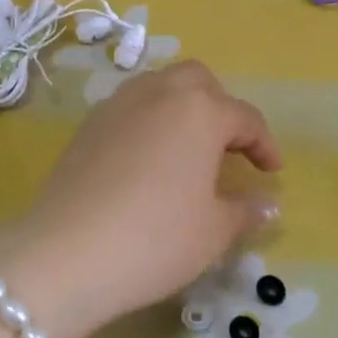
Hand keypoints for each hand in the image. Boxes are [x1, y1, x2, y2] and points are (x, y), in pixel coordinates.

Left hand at [0, 61, 282, 337]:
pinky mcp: (87, 126)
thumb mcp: (213, 231)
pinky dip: (148, 122)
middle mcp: (159, 93)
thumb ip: (246, 210)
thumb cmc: (155, 239)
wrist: (65, 254)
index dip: (265, 145)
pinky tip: (147, 161)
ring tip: (188, 150)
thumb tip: (269, 204)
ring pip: (160, 88)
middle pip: (199, 82)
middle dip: (221, 108)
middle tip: (228, 149)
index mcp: (200, 111)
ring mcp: (117, 105)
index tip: (272, 172)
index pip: (245, 118)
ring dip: (182, 109)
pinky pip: (130, 109)